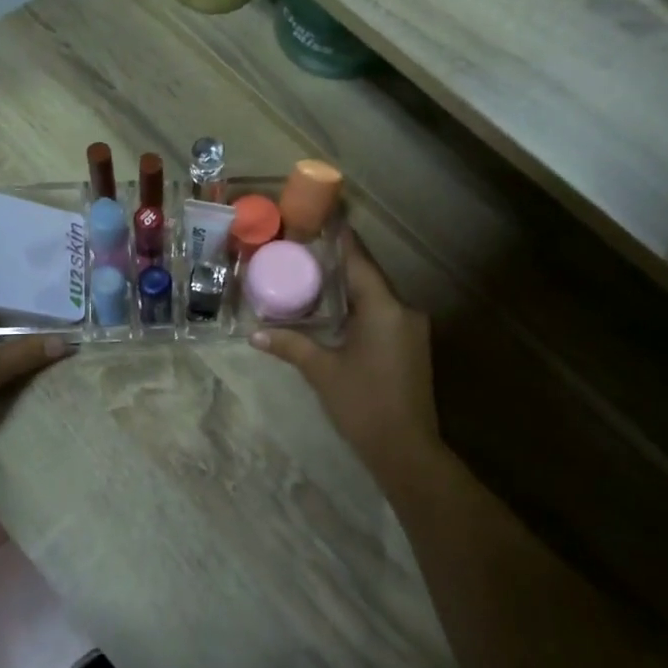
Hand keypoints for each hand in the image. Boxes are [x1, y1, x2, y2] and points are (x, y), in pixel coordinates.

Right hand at [251, 231, 440, 475]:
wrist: (407, 450)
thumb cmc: (363, 404)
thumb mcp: (322, 371)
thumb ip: (291, 345)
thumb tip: (254, 333)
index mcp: (385, 308)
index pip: (359, 261)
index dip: (342, 238)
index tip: (325, 216)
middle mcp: (404, 310)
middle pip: (369, 276)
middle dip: (341, 262)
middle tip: (308, 247)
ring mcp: (412, 329)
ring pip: (377, 296)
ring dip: (350, 286)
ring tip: (316, 273)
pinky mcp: (412, 347)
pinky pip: (383, 314)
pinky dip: (361, 307)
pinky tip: (337, 310)